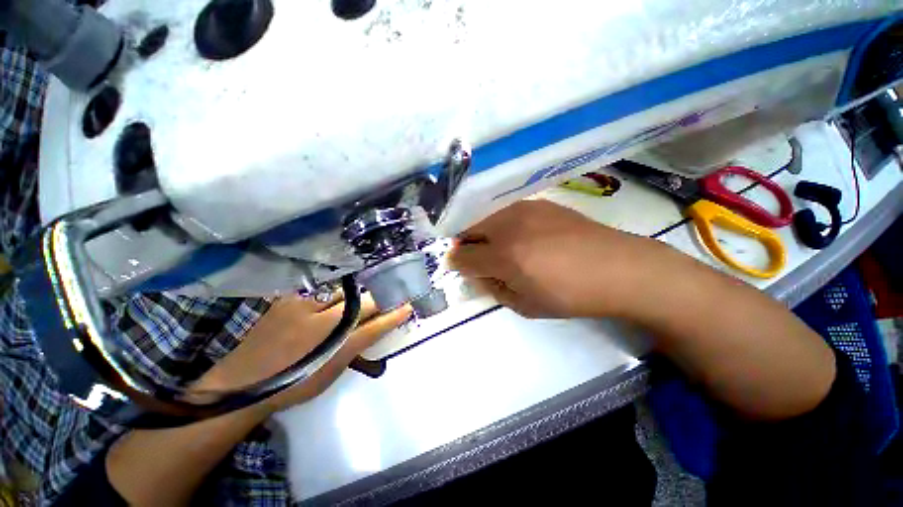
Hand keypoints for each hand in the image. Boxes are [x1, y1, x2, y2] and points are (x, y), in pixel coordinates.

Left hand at [193, 293, 410, 413]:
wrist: (243, 382)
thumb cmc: (293, 383)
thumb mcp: (331, 373)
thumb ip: (356, 348)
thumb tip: (374, 328)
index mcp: (336, 349)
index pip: (375, 327)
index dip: (394, 315)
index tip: (408, 305)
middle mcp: (323, 325)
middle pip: (363, 304)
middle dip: (380, 299)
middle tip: (389, 295)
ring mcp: (304, 307)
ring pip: (344, 292)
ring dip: (357, 295)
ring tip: (363, 295)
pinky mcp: (289, 298)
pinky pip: (321, 289)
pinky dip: (333, 291)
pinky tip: (334, 294)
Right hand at [448, 199, 671, 318]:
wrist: (618, 267)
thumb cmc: (571, 295)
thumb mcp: (526, 305)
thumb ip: (494, 288)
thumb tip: (479, 275)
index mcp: (504, 256)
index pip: (461, 257)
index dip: (455, 264)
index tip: (458, 268)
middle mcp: (508, 226)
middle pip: (467, 230)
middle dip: (465, 245)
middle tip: (475, 258)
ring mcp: (523, 209)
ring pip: (485, 218)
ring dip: (482, 233)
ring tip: (497, 246)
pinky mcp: (538, 203)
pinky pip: (506, 212)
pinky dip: (501, 224)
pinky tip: (519, 235)